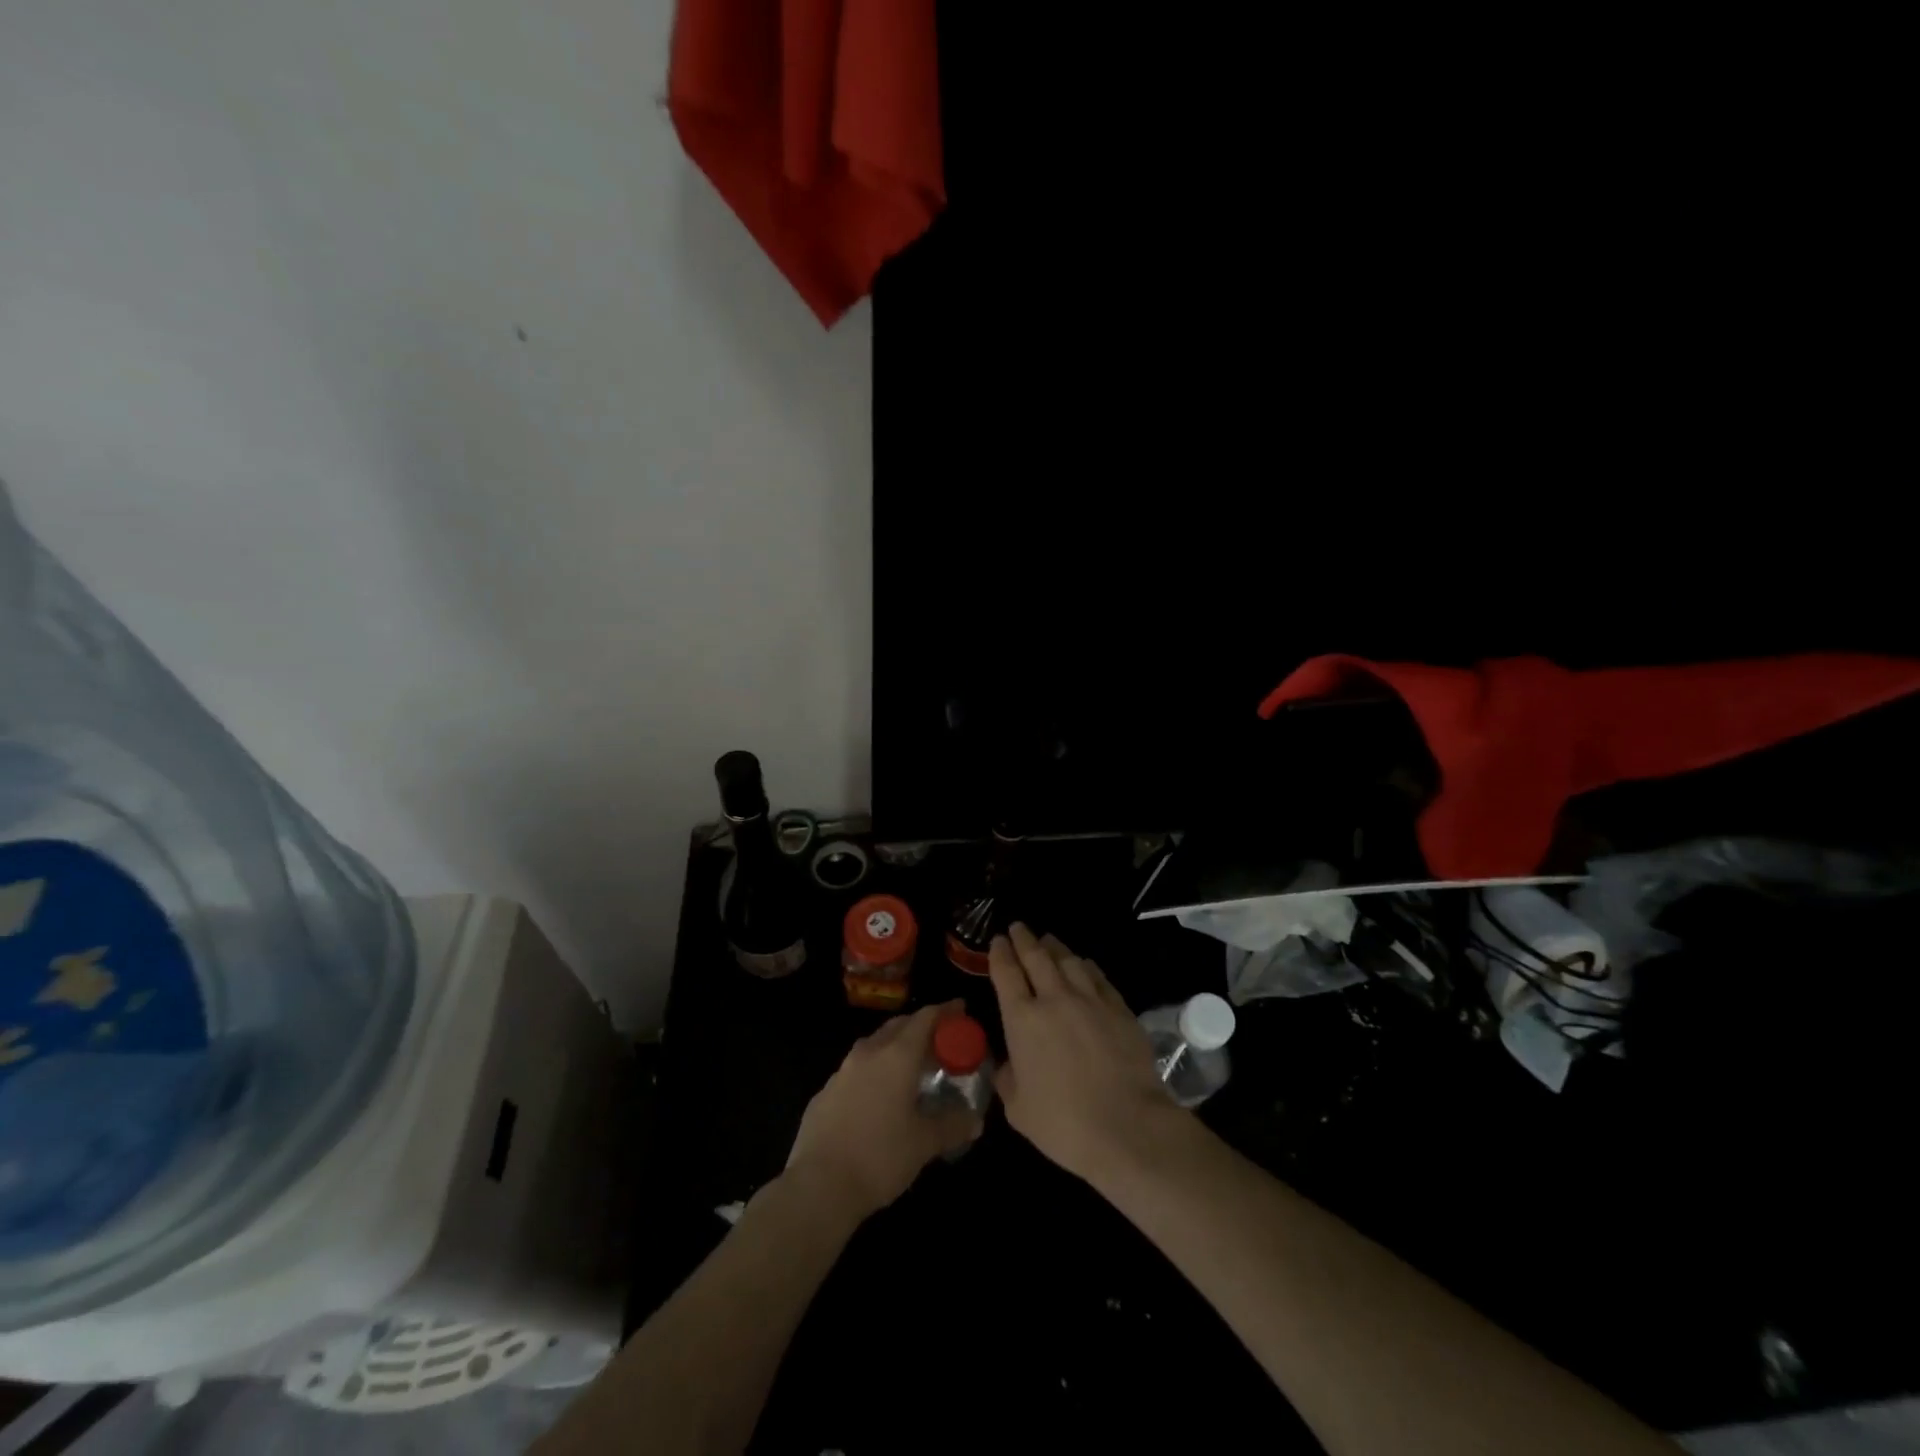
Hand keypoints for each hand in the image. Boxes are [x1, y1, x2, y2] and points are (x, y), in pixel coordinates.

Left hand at [785, 1001, 981, 1219]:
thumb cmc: (880, 1157)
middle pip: (898, 1026)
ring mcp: (842, 1071)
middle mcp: (868, 1053)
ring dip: (894, 1047)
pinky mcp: (824, 1093)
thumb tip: (976, 1120)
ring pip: (874, 1045)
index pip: (925, 1019)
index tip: (960, 1009)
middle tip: (940, 1039)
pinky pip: (856, 1070)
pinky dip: (874, 1071)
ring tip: (910, 1066)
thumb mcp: (924, 1143)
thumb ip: (953, 1126)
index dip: (945, 1011)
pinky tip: (878, 1096)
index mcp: (897, 1056)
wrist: (818, 1186)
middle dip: (920, 1026)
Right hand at [989, 923, 1178, 1186]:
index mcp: (1022, 1019)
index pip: (1006, 973)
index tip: (998, 940)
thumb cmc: (1064, 1124)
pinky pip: (1098, 977)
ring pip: (1069, 961)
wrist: (1128, 1127)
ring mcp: (1090, 1000)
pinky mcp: (1119, 1008)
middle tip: (1018, 927)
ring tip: (1048, 940)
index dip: (1000, 953)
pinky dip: (1085, 966)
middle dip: (1024, 939)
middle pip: (1036, 957)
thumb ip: (1008, 1079)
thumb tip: (1008, 1064)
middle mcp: (1054, 999)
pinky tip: (1083, 964)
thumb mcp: (1018, 1109)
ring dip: (1055, 947)